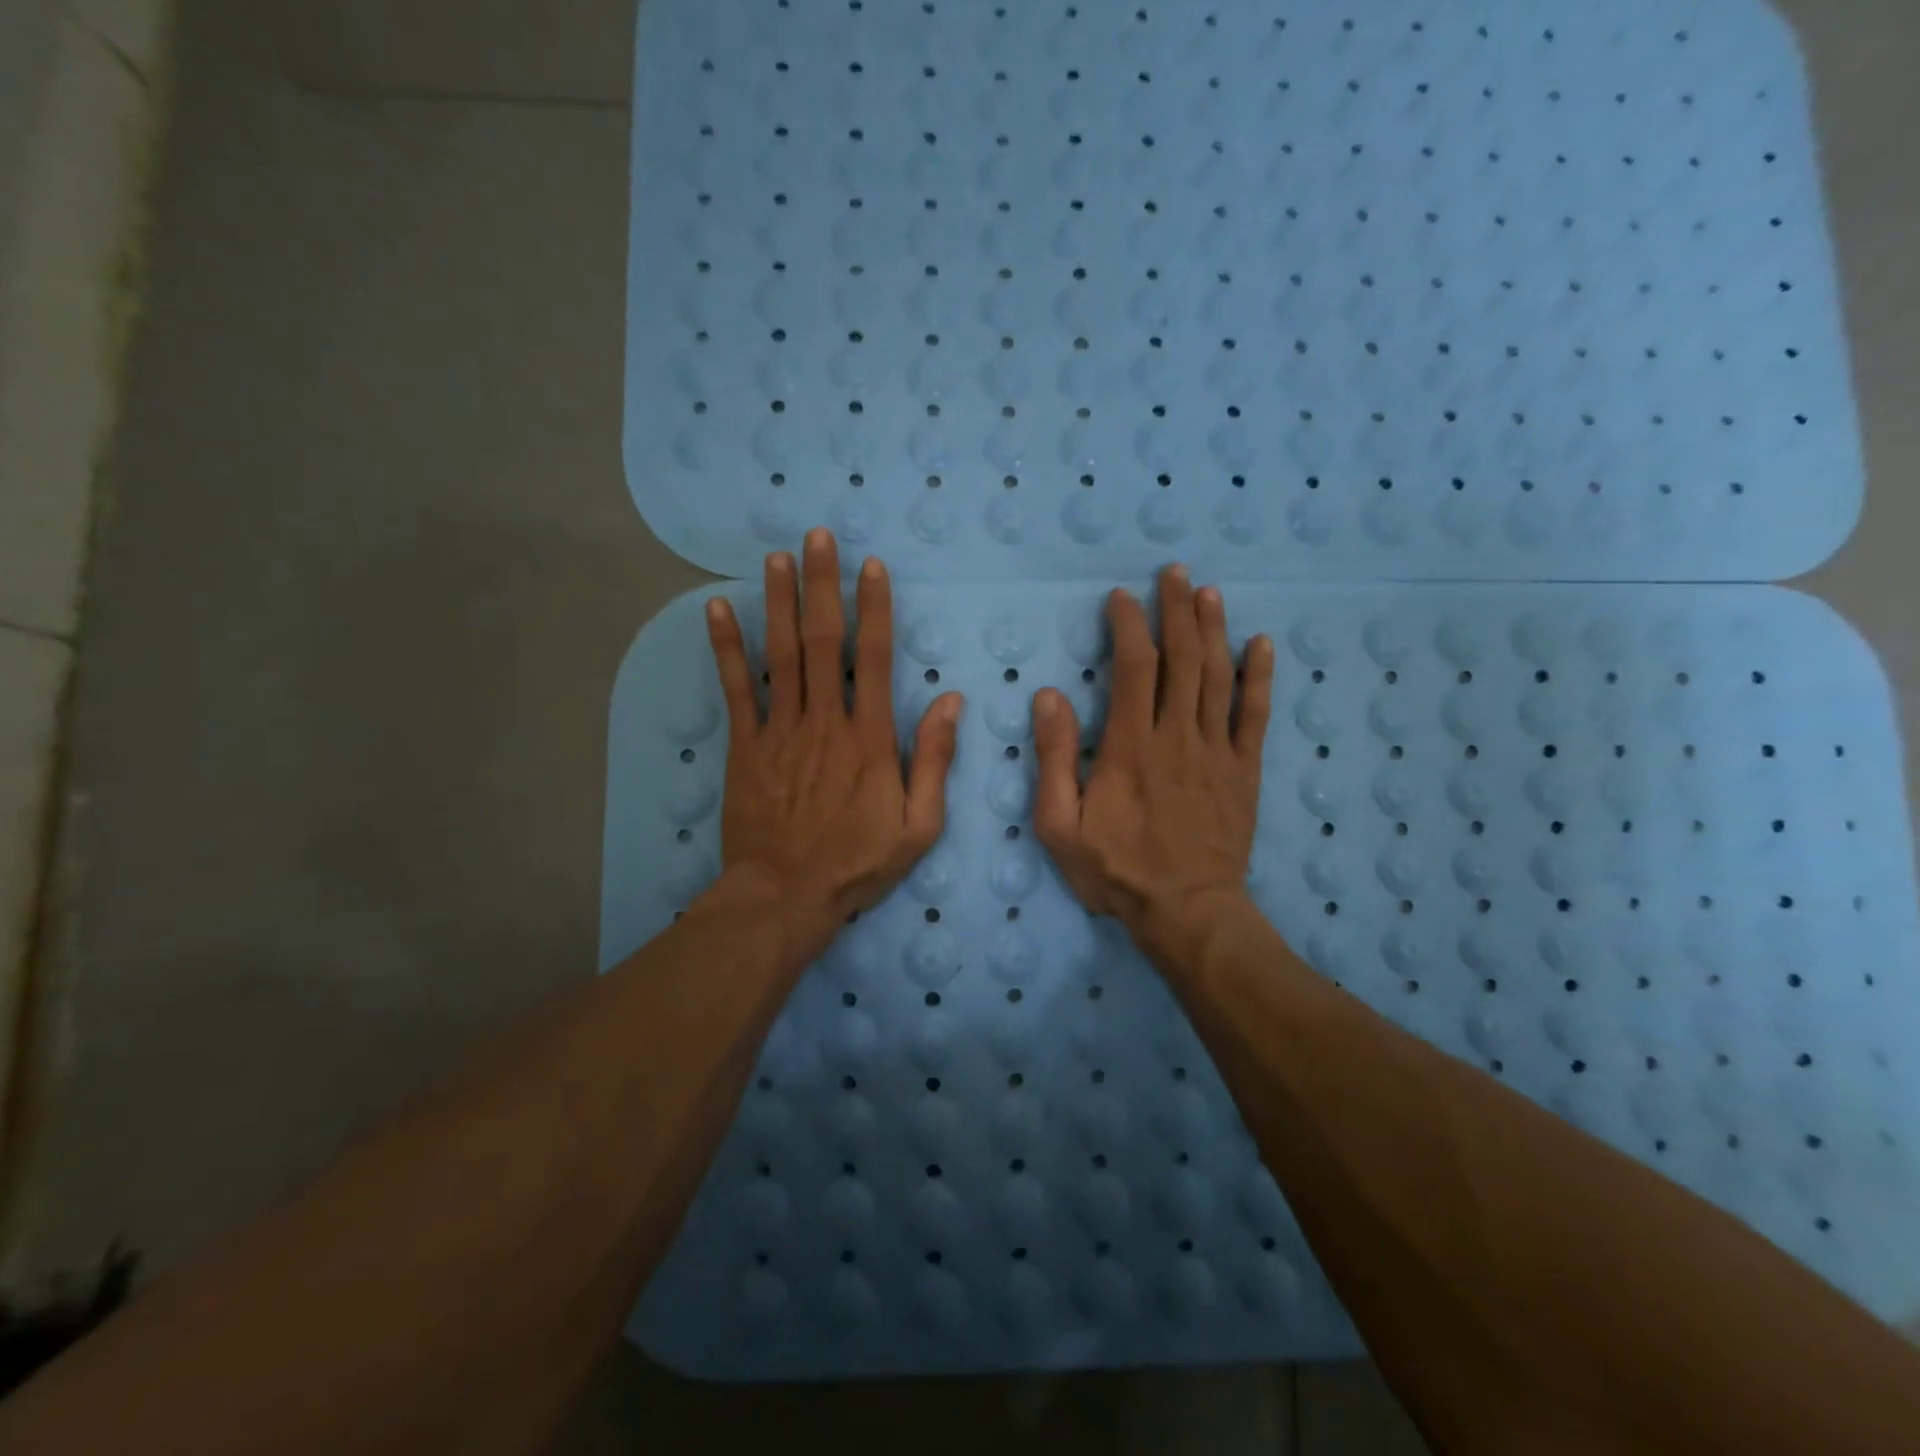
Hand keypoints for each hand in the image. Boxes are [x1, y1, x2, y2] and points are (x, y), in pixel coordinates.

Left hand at [705, 529, 964, 956]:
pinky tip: (717, 609)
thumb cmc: (858, 863)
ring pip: (781, 654)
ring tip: (777, 557)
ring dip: (779, 601)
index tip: (871, 567)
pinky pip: (736, 689)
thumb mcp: (919, 825)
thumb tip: (951, 701)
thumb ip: (935, 760)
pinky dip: (726, 647)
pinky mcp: (746, 746)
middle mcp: (826, 721)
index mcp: (870, 738)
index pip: (876, 658)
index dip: (874, 608)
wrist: (786, 896)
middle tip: (818, 537)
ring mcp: (781, 731)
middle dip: (823, 585)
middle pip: (824, 641)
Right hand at [1032, 565, 1273, 958]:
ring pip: (1219, 676)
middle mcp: (1178, 736)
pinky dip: (1260, 677)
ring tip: (1209, 592)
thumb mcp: (1060, 824)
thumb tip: (1050, 696)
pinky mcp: (1244, 771)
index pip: (1135, 667)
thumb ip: (1053, 758)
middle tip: (1175, 573)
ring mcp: (1217, 751)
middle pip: (1183, 659)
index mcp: (1131, 746)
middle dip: (1177, 610)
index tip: (1122, 597)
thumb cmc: (1116, 870)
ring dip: (1214, 629)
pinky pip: (1256, 715)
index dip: (1129, 625)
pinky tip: (1261, 644)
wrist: (1186, 911)